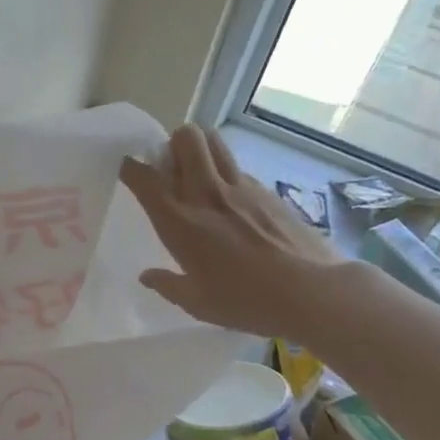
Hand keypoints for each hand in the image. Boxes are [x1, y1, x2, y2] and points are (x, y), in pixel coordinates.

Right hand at [119, 125, 344, 339]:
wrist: (312, 292)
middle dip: (172, 144)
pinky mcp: (267, 190)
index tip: (127, 172)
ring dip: (200, 148)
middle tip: (170, 169)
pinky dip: (226, 174)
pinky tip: (233, 204)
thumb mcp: (197, 303)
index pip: (143, 175)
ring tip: (198, 175)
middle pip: (185, 137)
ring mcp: (240, 187)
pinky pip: (237, 167)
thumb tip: (147, 277)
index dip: (129, 167)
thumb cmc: (245, 301)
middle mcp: (205, 192)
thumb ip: (168, 285)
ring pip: (214, 141)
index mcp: (179, 219)